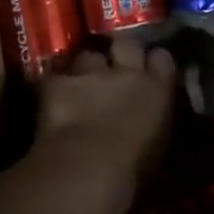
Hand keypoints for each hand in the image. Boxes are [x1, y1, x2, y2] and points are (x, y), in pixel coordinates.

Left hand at [35, 37, 177, 195]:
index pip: (162, 58)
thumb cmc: (134, 169)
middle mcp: (126, 72)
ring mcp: (90, 73)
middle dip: (121, 51)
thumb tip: (151, 122)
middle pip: (127, 44)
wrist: (89, 167)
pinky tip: (51, 103)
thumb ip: (155, 123)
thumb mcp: (158, 146)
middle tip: (115, 67)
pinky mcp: (57, 82)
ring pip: (87, 57)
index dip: (154, 62)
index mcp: (157, 90)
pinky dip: (54, 89)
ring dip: (85, 69)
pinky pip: (55, 78)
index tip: (150, 69)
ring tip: (80, 86)